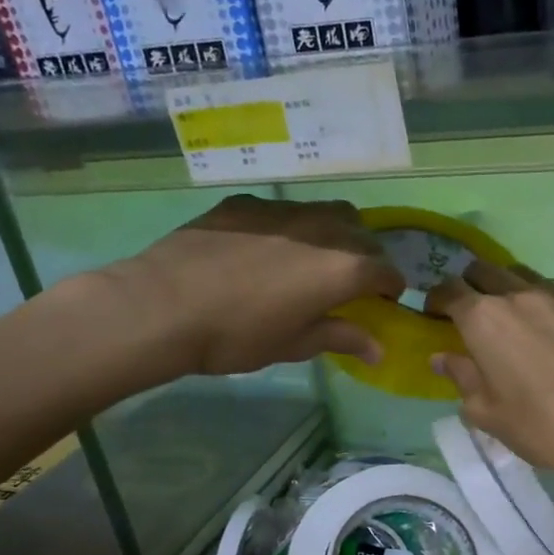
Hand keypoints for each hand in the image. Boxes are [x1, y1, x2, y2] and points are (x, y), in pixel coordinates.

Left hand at [72, 195, 404, 391]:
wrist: (163, 306)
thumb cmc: (238, 335)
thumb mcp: (296, 344)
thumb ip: (342, 337)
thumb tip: (378, 349)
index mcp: (343, 268)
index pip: (386, 271)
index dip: (391, 288)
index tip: (383, 302)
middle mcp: (322, 230)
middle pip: (363, 234)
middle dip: (367, 256)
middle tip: (351, 282)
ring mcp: (282, 211)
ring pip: (327, 213)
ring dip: (336, 234)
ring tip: (316, 258)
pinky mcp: (246, 204)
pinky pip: (285, 211)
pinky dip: (293, 228)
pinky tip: (268, 249)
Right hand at [429, 260, 553, 482]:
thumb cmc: (542, 427)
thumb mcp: (487, 413)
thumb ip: (461, 378)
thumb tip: (443, 357)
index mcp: (484, 318)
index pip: (449, 291)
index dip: (436, 300)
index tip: (434, 315)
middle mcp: (519, 295)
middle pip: (484, 271)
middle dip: (470, 286)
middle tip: (471, 313)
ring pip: (523, 274)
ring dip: (508, 287)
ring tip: (514, 315)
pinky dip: (547, 298)